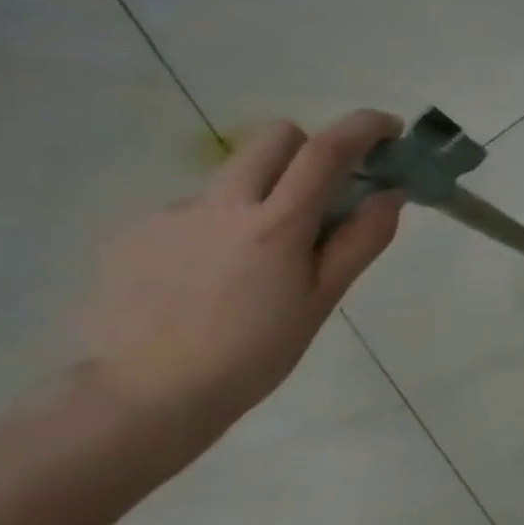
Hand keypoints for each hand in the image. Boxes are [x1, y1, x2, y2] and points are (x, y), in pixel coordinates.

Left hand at [73, 110, 405, 440]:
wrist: (144, 396)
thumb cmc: (255, 352)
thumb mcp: (324, 299)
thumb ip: (361, 240)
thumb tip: (390, 194)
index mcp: (275, 225)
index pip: (326, 151)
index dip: (364, 127)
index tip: (388, 129)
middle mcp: (220, 206)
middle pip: (273, 138)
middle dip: (309, 148)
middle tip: (324, 189)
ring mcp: (170, 215)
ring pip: (233, 176)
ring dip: (262, 194)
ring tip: (258, 256)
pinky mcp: (132, 232)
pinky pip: (194, 210)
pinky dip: (218, 226)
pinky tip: (211, 275)